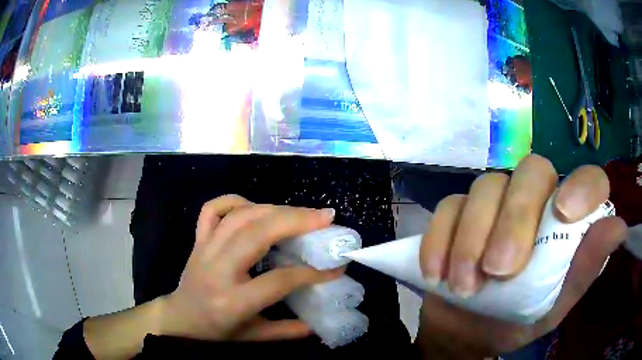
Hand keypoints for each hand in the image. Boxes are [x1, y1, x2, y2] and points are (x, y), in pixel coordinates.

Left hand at [159, 195, 340, 341]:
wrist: (179, 318)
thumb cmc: (216, 331)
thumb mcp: (253, 337)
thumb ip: (288, 331)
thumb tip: (320, 324)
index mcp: (233, 301)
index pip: (279, 280)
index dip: (312, 273)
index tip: (337, 267)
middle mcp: (217, 270)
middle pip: (257, 234)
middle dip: (296, 221)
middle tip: (325, 217)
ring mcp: (204, 249)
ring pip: (239, 216)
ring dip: (274, 208)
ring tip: (301, 212)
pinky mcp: (198, 239)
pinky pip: (213, 209)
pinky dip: (236, 200)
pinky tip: (256, 207)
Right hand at [417, 155, 626, 357]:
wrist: (465, 333)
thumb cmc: (515, 322)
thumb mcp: (552, 307)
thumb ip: (583, 271)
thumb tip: (618, 228)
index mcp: (565, 222)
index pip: (587, 179)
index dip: (581, 187)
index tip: (564, 214)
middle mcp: (535, 200)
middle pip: (530, 173)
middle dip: (515, 218)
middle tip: (499, 270)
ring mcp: (493, 202)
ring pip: (485, 187)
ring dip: (472, 238)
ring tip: (466, 287)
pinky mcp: (456, 213)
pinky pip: (448, 208)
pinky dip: (440, 239)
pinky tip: (437, 274)